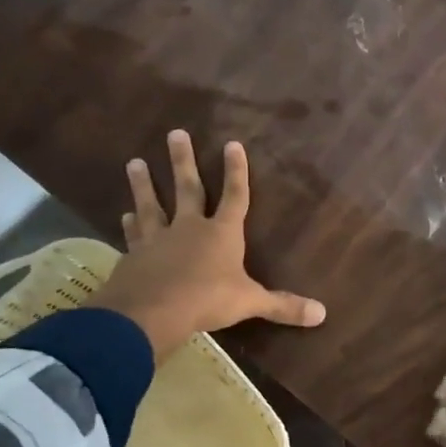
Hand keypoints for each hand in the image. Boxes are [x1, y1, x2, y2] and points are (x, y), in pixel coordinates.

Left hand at [86, 129, 324, 362]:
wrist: (151, 311)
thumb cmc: (208, 300)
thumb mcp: (250, 302)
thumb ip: (283, 306)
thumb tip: (321, 314)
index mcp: (222, 234)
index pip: (235, 196)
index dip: (236, 171)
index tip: (232, 143)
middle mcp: (190, 228)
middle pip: (188, 188)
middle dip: (183, 161)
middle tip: (175, 133)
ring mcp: (159, 239)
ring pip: (152, 205)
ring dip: (144, 184)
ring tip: (135, 162)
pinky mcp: (135, 255)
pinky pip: (134, 235)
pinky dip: (129, 225)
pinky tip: (124, 216)